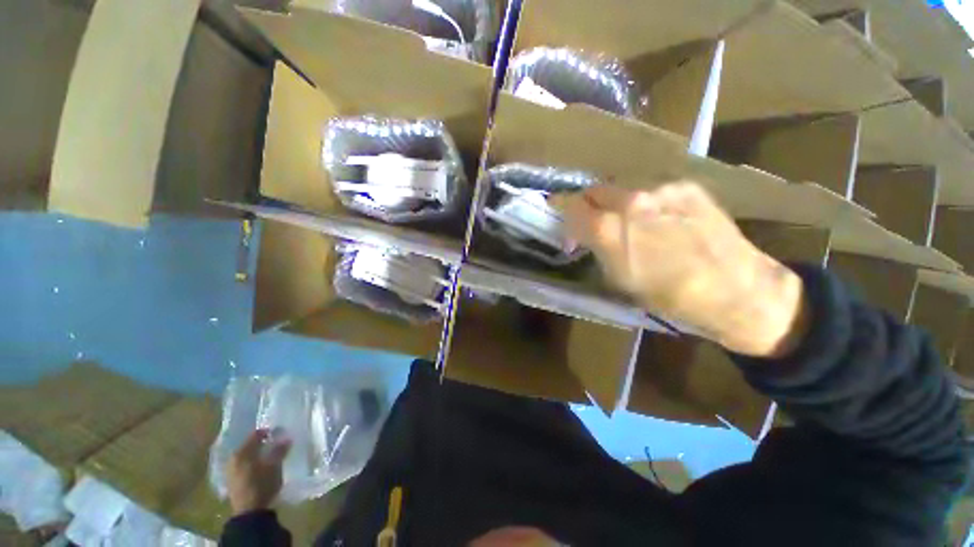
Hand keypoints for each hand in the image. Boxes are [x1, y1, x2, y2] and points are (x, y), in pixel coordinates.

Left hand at [226, 428, 291, 514]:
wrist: (249, 512)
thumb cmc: (262, 484)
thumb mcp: (274, 466)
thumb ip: (280, 450)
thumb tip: (286, 438)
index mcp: (241, 452)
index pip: (255, 435)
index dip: (268, 432)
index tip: (280, 433)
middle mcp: (233, 459)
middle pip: (249, 446)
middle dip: (262, 444)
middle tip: (276, 444)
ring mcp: (231, 471)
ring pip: (247, 457)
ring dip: (258, 454)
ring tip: (270, 456)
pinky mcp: (233, 481)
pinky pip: (244, 466)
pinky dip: (253, 463)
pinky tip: (262, 467)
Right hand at [550, 182, 808, 357]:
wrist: (736, 290)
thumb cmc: (668, 297)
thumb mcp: (617, 279)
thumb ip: (594, 248)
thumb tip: (582, 236)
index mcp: (608, 229)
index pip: (569, 204)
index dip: (559, 207)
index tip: (556, 211)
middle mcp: (630, 200)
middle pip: (593, 189)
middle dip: (587, 205)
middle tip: (591, 221)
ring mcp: (660, 189)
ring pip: (622, 188)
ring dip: (615, 203)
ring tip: (629, 223)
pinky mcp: (685, 186)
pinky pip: (650, 189)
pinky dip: (644, 202)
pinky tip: (658, 220)